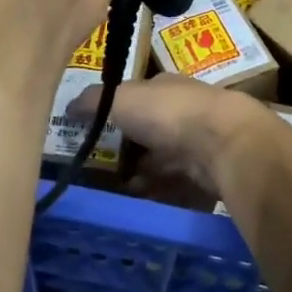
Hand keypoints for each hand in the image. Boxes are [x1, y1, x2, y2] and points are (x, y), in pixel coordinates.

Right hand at [67, 74, 272, 201]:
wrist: (224, 143)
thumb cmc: (168, 113)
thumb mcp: (120, 99)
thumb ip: (92, 102)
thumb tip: (68, 106)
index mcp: (166, 88)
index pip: (139, 98)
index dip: (117, 114)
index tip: (96, 134)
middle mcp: (186, 111)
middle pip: (152, 132)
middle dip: (130, 151)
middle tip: (103, 170)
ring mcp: (202, 143)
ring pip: (166, 161)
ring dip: (145, 175)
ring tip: (120, 191)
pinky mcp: (212, 173)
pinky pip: (181, 186)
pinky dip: (163, 193)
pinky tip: (145, 203)